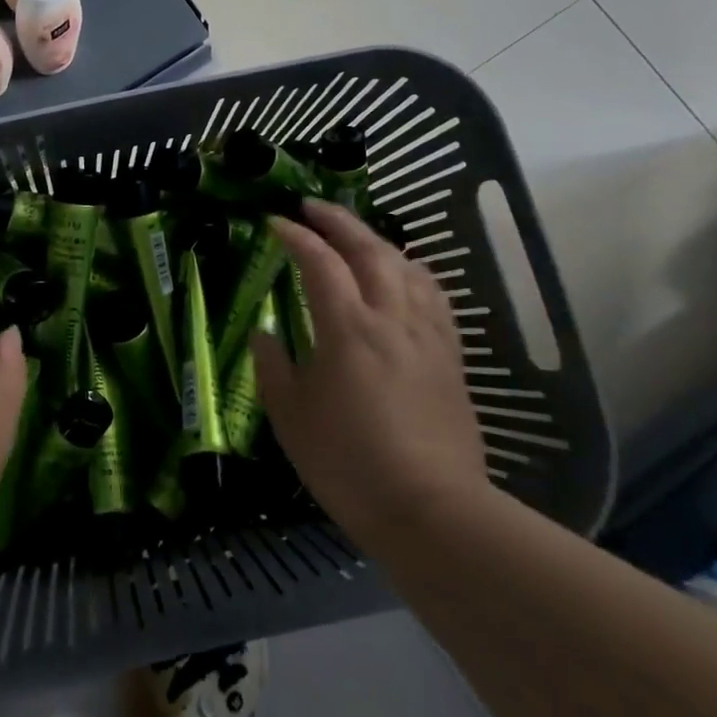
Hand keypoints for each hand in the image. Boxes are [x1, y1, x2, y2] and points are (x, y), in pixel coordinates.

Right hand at [254, 201, 490, 539]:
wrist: (431, 509)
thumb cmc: (348, 463)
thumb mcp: (292, 417)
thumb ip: (274, 368)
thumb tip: (265, 335)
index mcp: (348, 329)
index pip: (320, 263)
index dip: (296, 237)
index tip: (275, 223)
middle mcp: (391, 318)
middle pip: (369, 250)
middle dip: (338, 221)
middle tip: (312, 207)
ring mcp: (427, 335)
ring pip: (406, 266)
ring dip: (376, 240)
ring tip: (355, 236)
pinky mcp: (451, 356)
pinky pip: (433, 295)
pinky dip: (412, 270)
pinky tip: (404, 276)